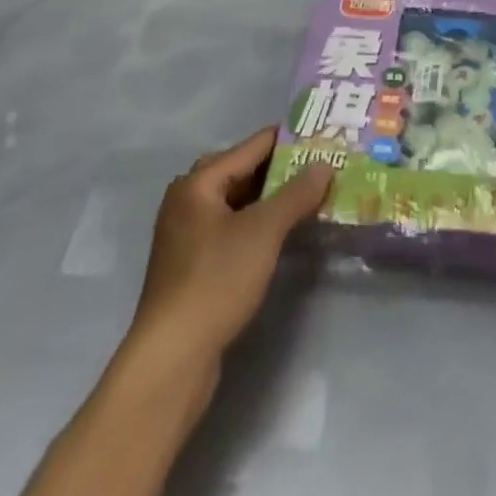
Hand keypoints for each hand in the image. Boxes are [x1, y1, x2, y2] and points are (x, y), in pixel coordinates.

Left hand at [130, 127, 332, 363]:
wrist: (172, 359)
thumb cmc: (216, 281)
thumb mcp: (263, 232)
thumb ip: (296, 194)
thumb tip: (324, 164)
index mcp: (198, 182)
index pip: (252, 146)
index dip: (288, 140)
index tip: (322, 135)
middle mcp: (187, 200)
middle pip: (243, 172)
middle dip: (281, 170)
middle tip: (321, 166)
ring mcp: (187, 235)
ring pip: (237, 203)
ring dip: (271, 200)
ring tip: (310, 197)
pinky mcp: (192, 266)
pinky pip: (231, 229)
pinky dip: (257, 225)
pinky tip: (282, 235)